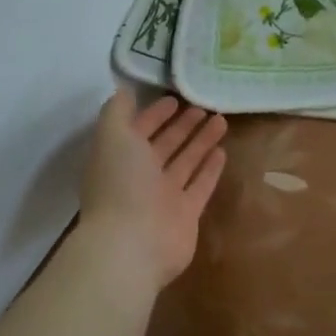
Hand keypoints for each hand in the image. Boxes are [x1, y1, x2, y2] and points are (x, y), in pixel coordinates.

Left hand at [80, 91, 227, 289]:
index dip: (154, 114)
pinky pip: (200, 185)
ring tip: (220, 120)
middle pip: (165, 145)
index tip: (175, 98)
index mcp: (120, 158)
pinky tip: (222, 151)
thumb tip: (124, 91)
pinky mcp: (186, 214)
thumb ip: (116, 111)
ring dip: (201, 141)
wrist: (133, 244)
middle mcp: (141, 177)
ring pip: (185, 162)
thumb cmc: (121, 184)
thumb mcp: (112, 137)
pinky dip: (210, 169)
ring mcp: (164, 197)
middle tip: (204, 106)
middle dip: (182, 125)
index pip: (139, 130)